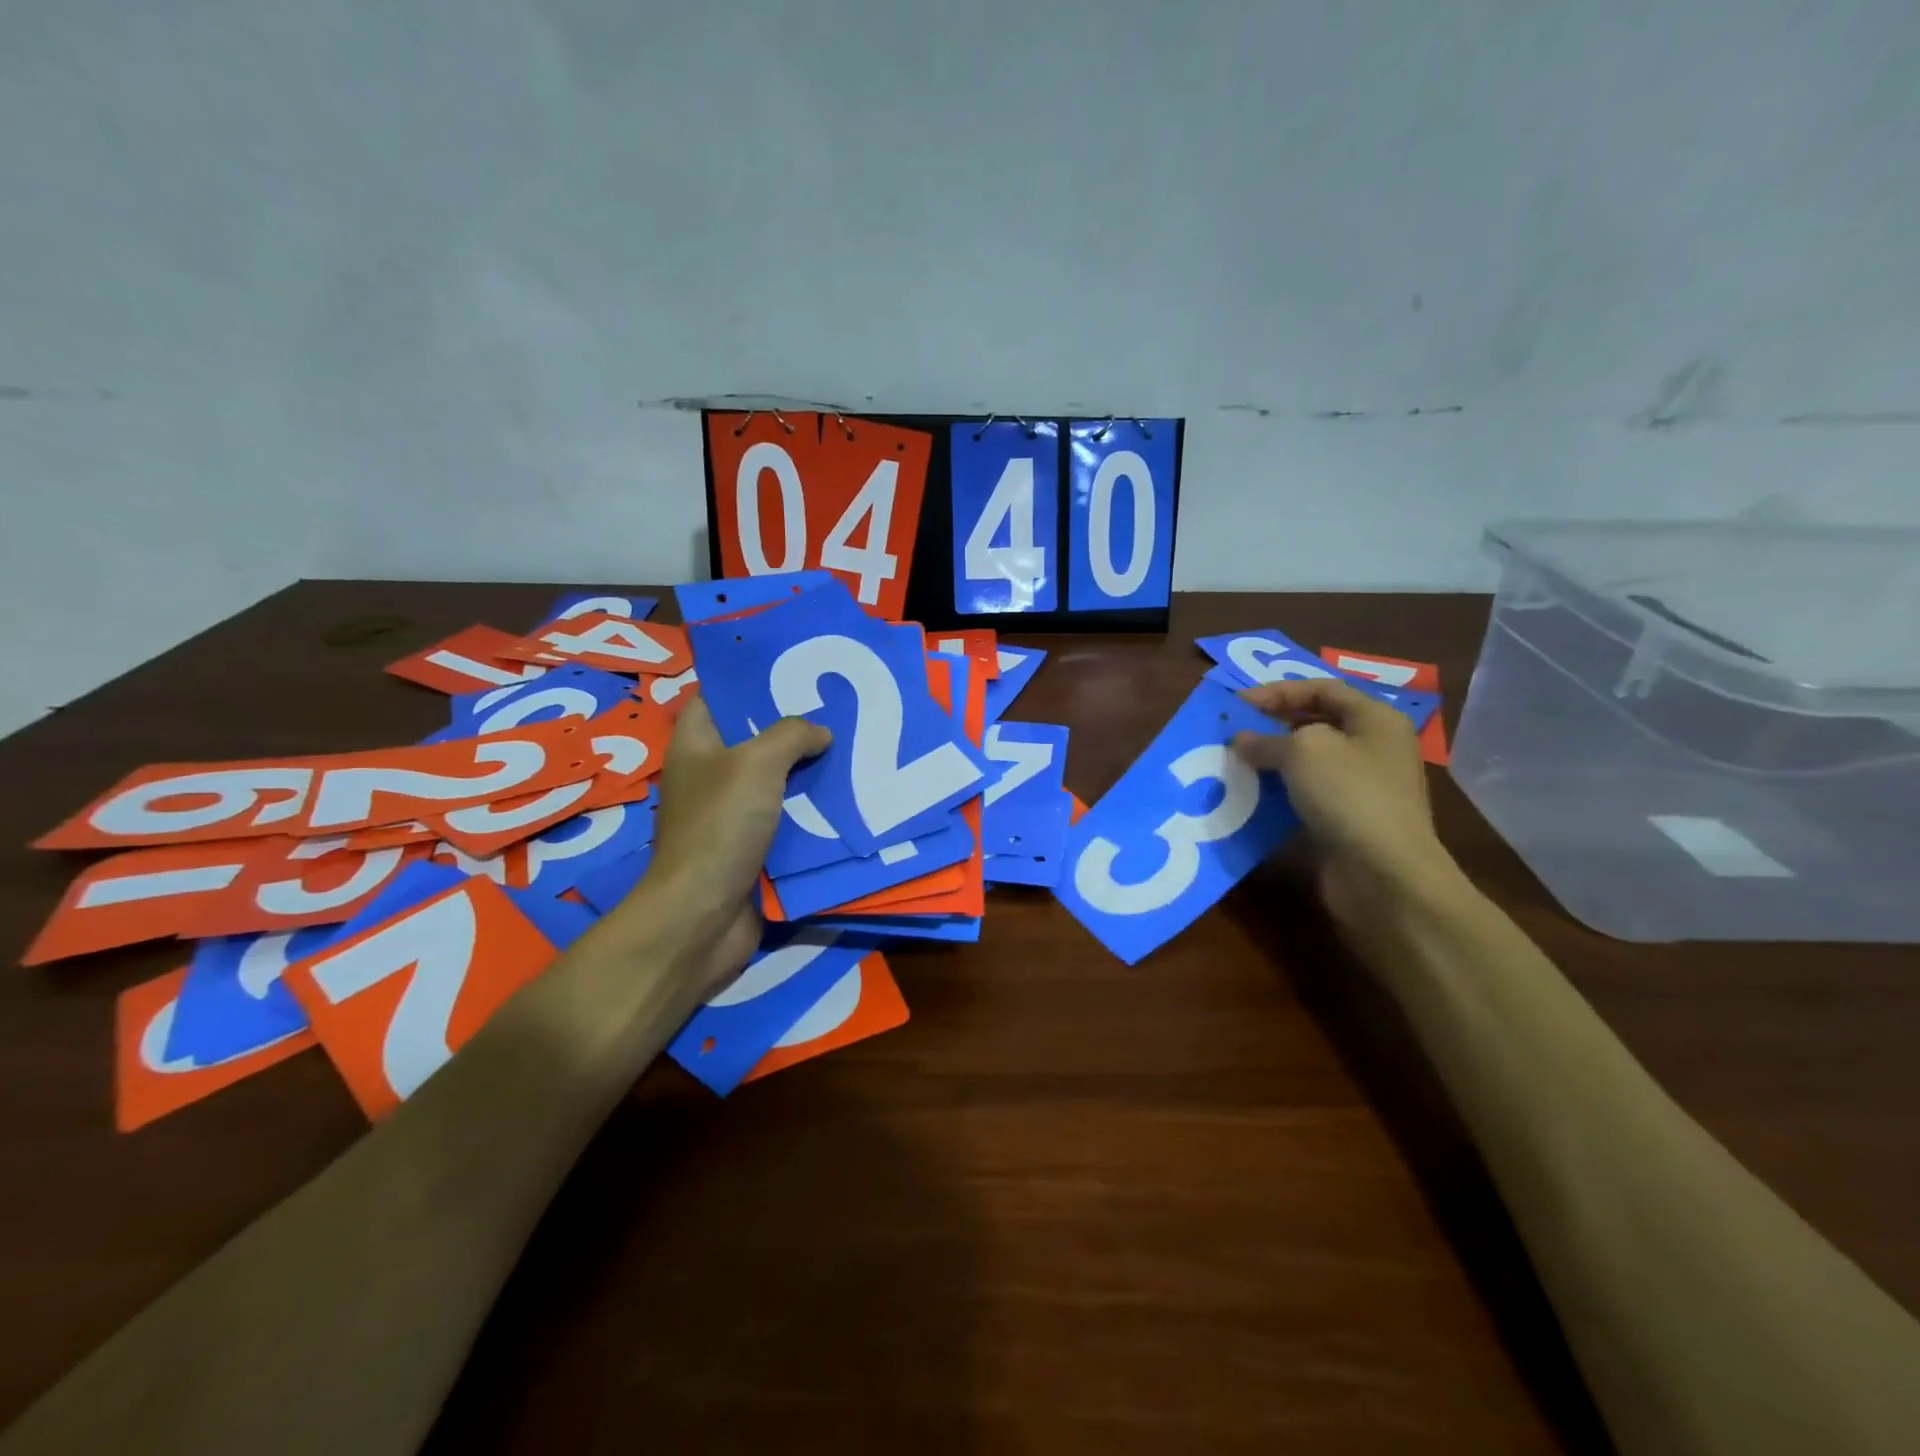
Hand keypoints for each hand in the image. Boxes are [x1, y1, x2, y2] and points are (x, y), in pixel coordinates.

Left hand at [639, 697, 830, 987]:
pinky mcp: (753, 847)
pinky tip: (849, 796)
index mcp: (696, 745)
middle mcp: (710, 775)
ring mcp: (731, 814)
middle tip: (839, 707)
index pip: (717, 698)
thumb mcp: (757, 763)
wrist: (704, 914)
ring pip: (778, 780)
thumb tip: (820, 732)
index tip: (794, 669)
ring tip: (855, 746)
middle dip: (794, 725)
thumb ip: (791, 735)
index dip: (749, 680)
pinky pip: (788, 818)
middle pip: (754, 739)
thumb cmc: (721, 826)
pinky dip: (813, 810)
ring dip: (811, 770)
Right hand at [1230, 679, 1457, 923]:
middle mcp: (1374, 747)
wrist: (1384, 874)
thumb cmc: (1349, 795)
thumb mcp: (1303, 751)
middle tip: (1233, 731)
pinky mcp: (1348, 820)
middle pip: (1316, 723)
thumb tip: (1242, 740)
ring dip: (1271, 760)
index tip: (1237, 702)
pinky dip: (1279, 791)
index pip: (1321, 689)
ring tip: (1235, 762)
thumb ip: (1266, 739)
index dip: (1277, 691)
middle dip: (1272, 724)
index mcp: (1375, 719)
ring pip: (1309, 762)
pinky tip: (1251, 795)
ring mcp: (1363, 786)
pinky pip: (1307, 794)